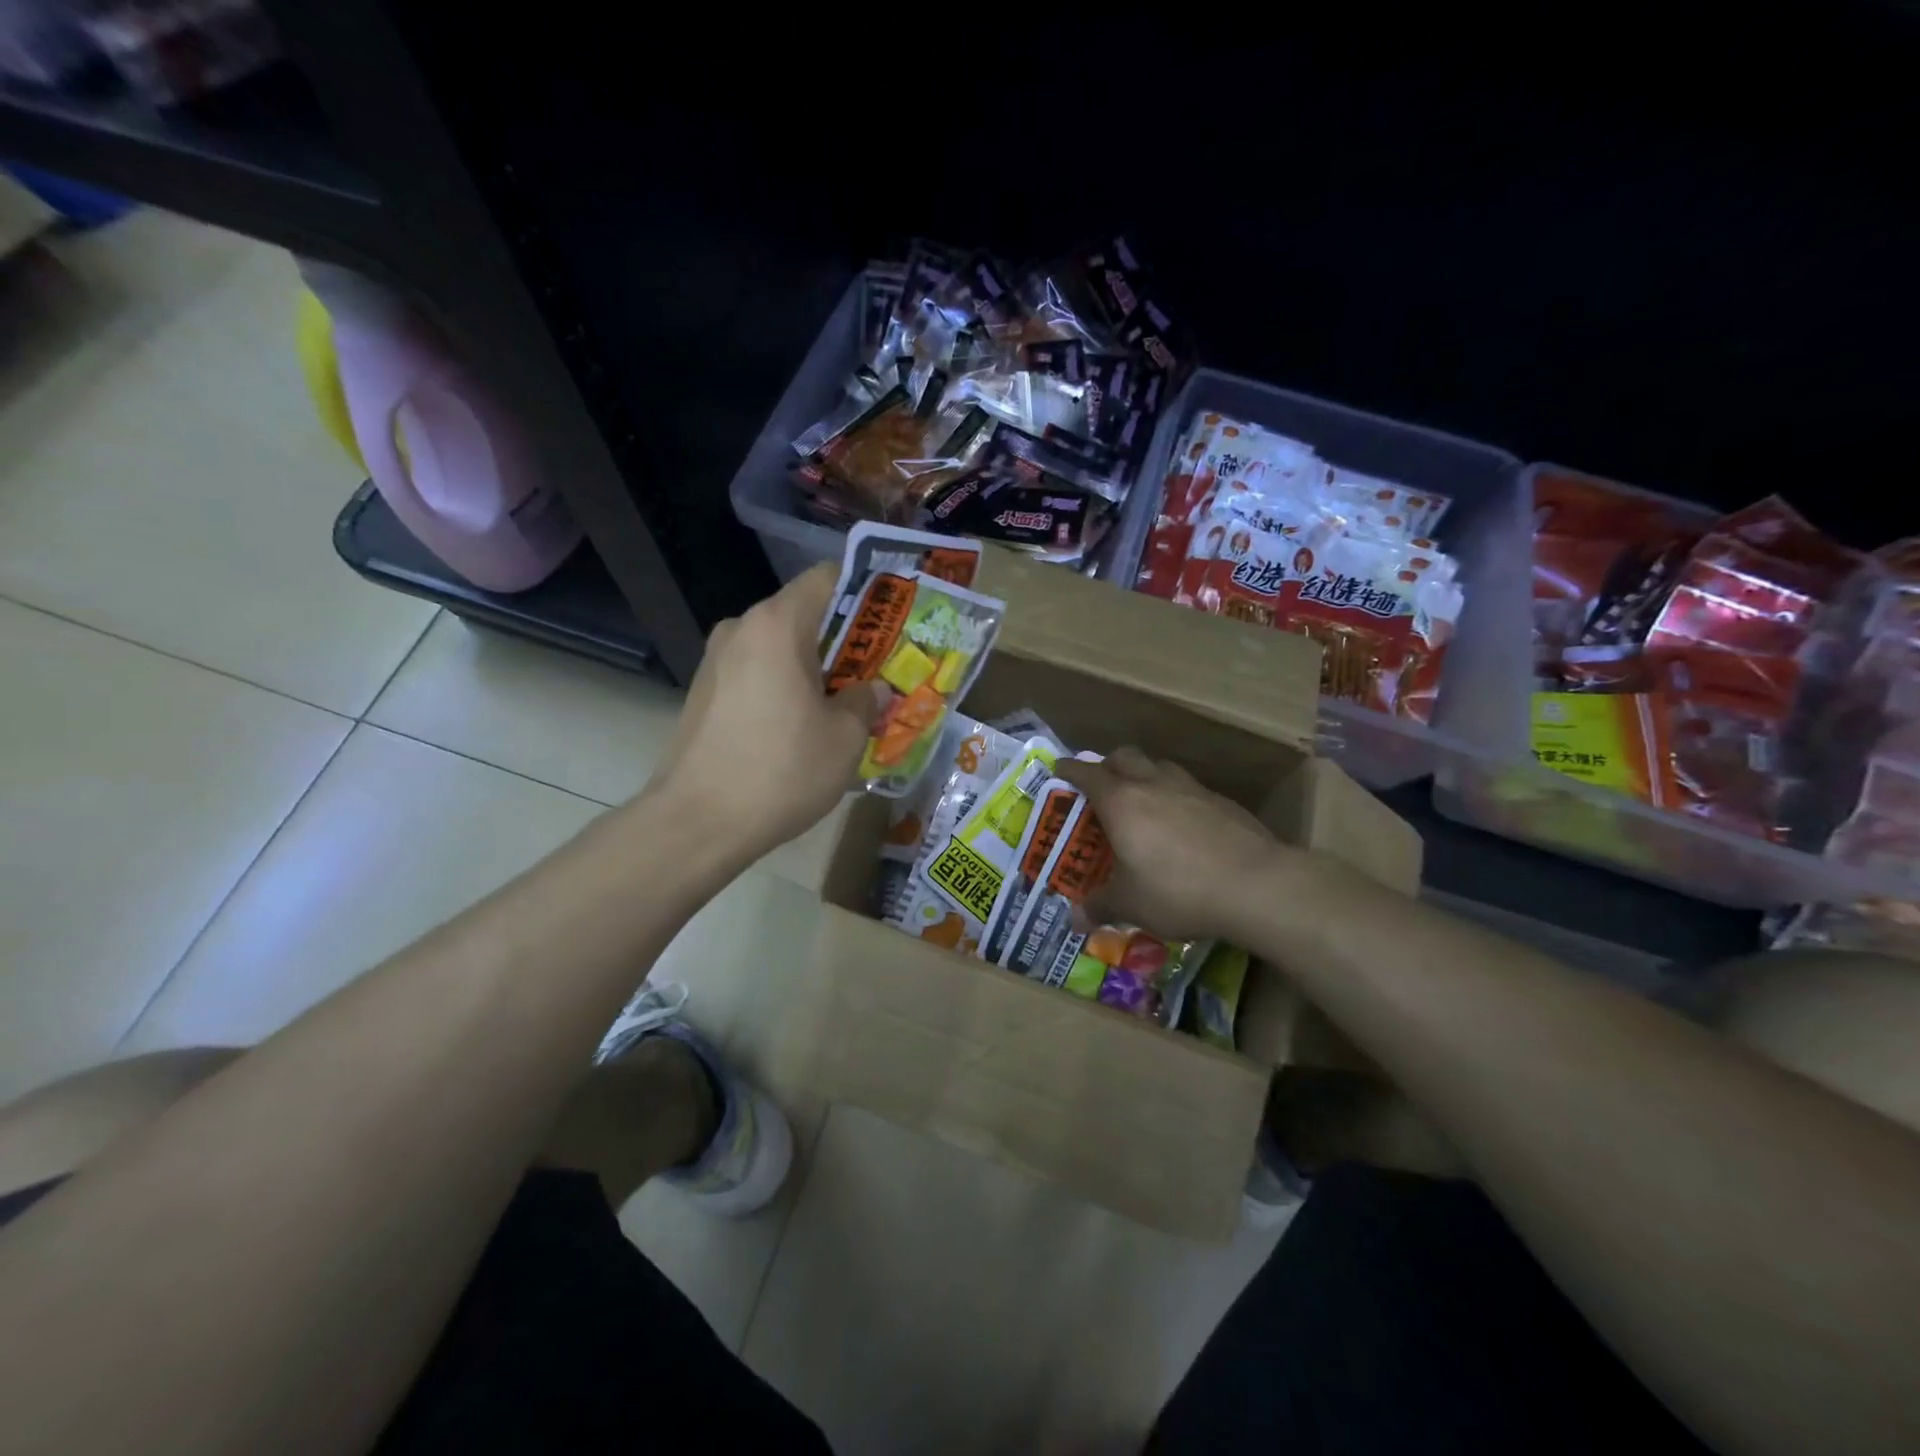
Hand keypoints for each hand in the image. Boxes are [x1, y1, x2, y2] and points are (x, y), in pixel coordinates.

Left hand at [648, 564, 884, 862]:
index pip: (826, 579)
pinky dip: (784, 686)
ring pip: (779, 648)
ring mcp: (715, 661)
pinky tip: (802, 725)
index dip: (865, 593)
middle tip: (878, 670)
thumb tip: (869, 690)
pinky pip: (756, 673)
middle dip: (844, 639)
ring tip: (843, 703)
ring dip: (814, 667)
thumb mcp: (844, 739)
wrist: (696, 823)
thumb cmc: (781, 771)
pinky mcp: (703, 693)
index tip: (892, 620)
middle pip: (803, 615)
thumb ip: (864, 702)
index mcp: (777, 626)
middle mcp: (741, 629)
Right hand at [1053, 746, 1284, 941]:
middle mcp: (1153, 784)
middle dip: (1108, 765)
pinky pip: (1189, 789)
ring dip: (1145, 776)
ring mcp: (1191, 789)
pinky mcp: (1222, 801)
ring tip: (1143, 803)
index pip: (1087, 773)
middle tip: (1102, 787)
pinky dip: (1177, 798)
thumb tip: (1076, 921)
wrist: (1256, 885)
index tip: (1059, 770)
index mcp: (1121, 801)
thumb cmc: (1177, 890)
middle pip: (1124, 756)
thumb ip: (1100, 906)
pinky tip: (1183, 826)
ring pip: (1159, 767)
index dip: (1069, 770)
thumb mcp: (1131, 904)